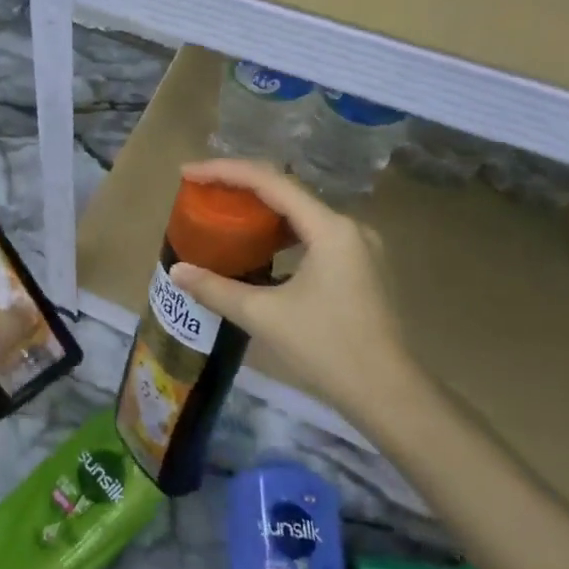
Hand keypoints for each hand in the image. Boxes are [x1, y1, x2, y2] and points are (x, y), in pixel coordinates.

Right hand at [168, 159, 417, 424]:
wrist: (391, 397)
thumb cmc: (328, 349)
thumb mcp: (264, 316)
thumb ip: (216, 289)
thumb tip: (176, 272)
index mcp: (330, 228)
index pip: (270, 181)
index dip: (225, 171)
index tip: (189, 173)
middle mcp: (349, 227)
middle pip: (286, 190)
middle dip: (241, 185)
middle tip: (202, 189)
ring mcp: (360, 247)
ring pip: (302, 212)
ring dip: (262, 208)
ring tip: (225, 211)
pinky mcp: (362, 267)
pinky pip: (314, 233)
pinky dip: (282, 231)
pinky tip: (261, 246)